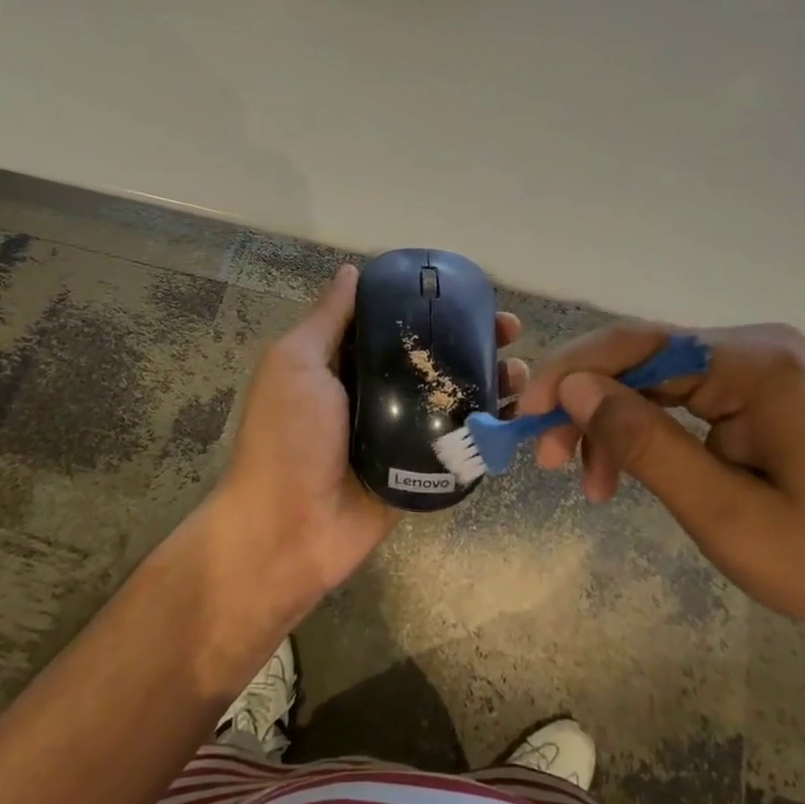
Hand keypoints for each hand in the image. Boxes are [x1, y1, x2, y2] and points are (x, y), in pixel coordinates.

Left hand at [211, 265, 526, 617]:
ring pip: (453, 396)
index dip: (431, 306)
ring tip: (518, 371)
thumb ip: (327, 320)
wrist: (287, 532)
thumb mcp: (295, 364)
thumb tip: (351, 271)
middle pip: (433, 357)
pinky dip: (487, 424)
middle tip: (508, 331)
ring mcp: (401, 432)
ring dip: (489, 379)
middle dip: (473, 340)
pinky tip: (514, 412)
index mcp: (345, 364)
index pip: (396, 323)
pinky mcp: (420, 468)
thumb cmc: (286, 438)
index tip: (468, 294)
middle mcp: (376, 392)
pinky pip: (459, 440)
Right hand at [518, 322, 804, 684]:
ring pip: (657, 383)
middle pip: (645, 361)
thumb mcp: (720, 511)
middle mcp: (759, 349)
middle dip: (590, 407)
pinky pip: (683, 403)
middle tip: (549, 460)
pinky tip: (626, 473)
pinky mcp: (762, 399)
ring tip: (589, 484)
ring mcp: (762, 372)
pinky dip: (647, 436)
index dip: (573, 373)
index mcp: (758, 361)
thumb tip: (570, 385)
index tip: (524, 414)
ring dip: (614, 427)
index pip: (640, 344)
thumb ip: (641, 441)